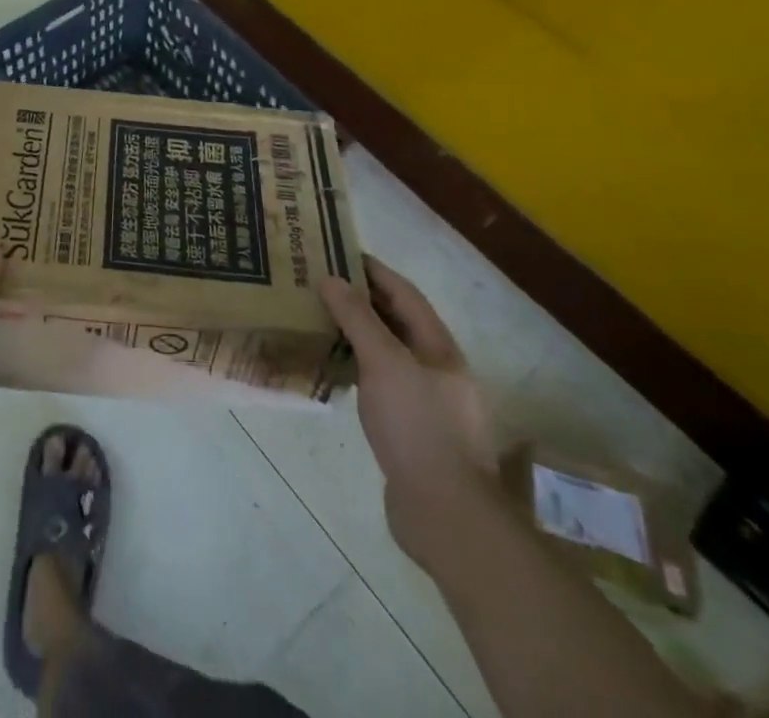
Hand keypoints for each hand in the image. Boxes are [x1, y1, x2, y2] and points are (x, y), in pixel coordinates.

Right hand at [320, 255, 500, 569]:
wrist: (446, 514)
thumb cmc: (417, 426)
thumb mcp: (384, 363)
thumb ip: (358, 319)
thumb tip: (332, 279)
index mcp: (439, 347)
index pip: (405, 294)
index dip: (375, 271)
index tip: (341, 253)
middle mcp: (438, 370)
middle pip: (398, 322)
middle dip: (363, 300)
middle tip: (323, 285)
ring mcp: (428, 402)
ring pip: (390, 354)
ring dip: (359, 334)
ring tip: (322, 321)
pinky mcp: (414, 431)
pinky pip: (383, 384)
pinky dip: (359, 368)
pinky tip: (336, 372)